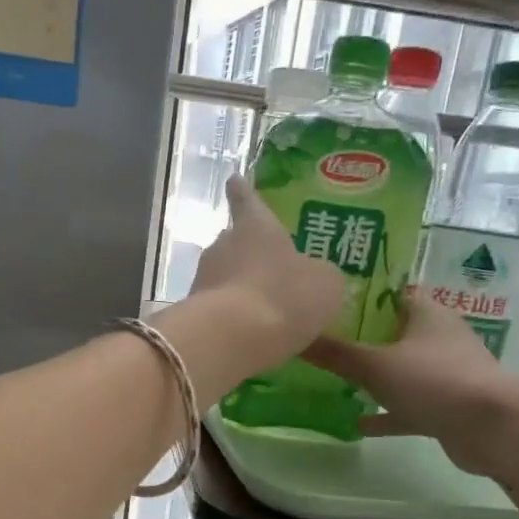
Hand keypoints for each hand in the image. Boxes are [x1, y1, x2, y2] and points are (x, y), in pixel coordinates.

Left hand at [185, 176, 345, 369]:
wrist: (231, 339)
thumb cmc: (284, 296)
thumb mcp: (324, 284)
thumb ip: (319, 275)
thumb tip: (314, 276)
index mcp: (256, 227)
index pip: (247, 200)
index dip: (243, 191)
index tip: (234, 179)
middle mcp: (223, 246)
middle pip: (233, 243)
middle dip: (247, 253)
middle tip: (265, 267)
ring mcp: (204, 280)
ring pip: (224, 278)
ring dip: (240, 290)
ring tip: (263, 310)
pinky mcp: (194, 315)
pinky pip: (219, 311)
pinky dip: (233, 320)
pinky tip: (250, 337)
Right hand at [304, 297, 518, 476]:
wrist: (493, 427)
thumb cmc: (434, 380)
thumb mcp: (375, 365)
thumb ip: (335, 353)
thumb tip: (293, 334)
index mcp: (427, 314)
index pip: (391, 294)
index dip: (362, 296)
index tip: (329, 302)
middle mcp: (439, 338)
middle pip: (395, 333)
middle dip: (363, 338)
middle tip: (325, 341)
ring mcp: (446, 374)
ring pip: (402, 371)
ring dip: (375, 377)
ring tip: (336, 381)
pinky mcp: (448, 407)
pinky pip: (409, 406)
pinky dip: (386, 413)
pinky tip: (357, 424)